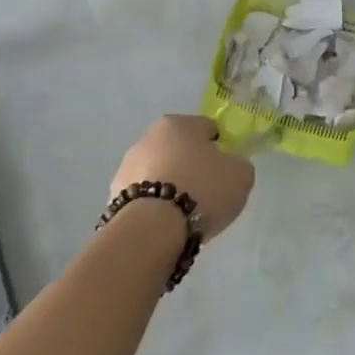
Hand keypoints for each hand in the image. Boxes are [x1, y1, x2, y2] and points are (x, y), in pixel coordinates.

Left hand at [110, 114, 254, 239]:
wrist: (152, 231)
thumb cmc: (201, 190)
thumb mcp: (241, 175)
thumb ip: (237, 164)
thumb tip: (229, 167)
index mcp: (178, 123)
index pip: (206, 129)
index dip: (220, 149)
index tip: (225, 172)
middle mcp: (148, 138)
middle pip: (179, 150)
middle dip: (191, 167)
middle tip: (206, 194)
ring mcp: (126, 168)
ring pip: (158, 174)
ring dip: (170, 187)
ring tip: (184, 216)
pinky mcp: (113, 198)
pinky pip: (144, 199)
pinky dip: (154, 208)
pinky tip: (165, 226)